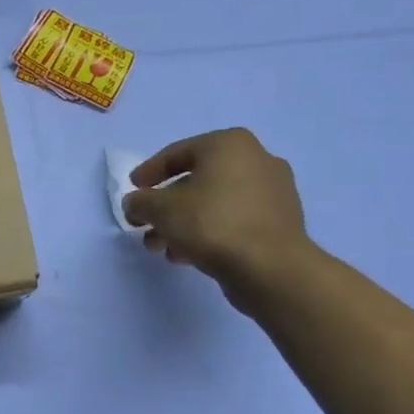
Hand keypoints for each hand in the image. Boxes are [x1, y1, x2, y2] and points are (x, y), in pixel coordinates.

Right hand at [123, 128, 312, 306]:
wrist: (271, 268)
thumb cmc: (211, 223)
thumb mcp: (160, 209)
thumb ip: (139, 202)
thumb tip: (135, 204)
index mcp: (229, 145)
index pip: (177, 153)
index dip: (148, 172)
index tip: (132, 190)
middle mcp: (257, 160)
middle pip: (196, 180)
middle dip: (165, 205)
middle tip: (143, 223)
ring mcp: (273, 192)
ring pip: (213, 203)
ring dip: (182, 222)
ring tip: (160, 246)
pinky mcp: (280, 222)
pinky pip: (233, 220)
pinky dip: (207, 232)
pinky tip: (185, 254)